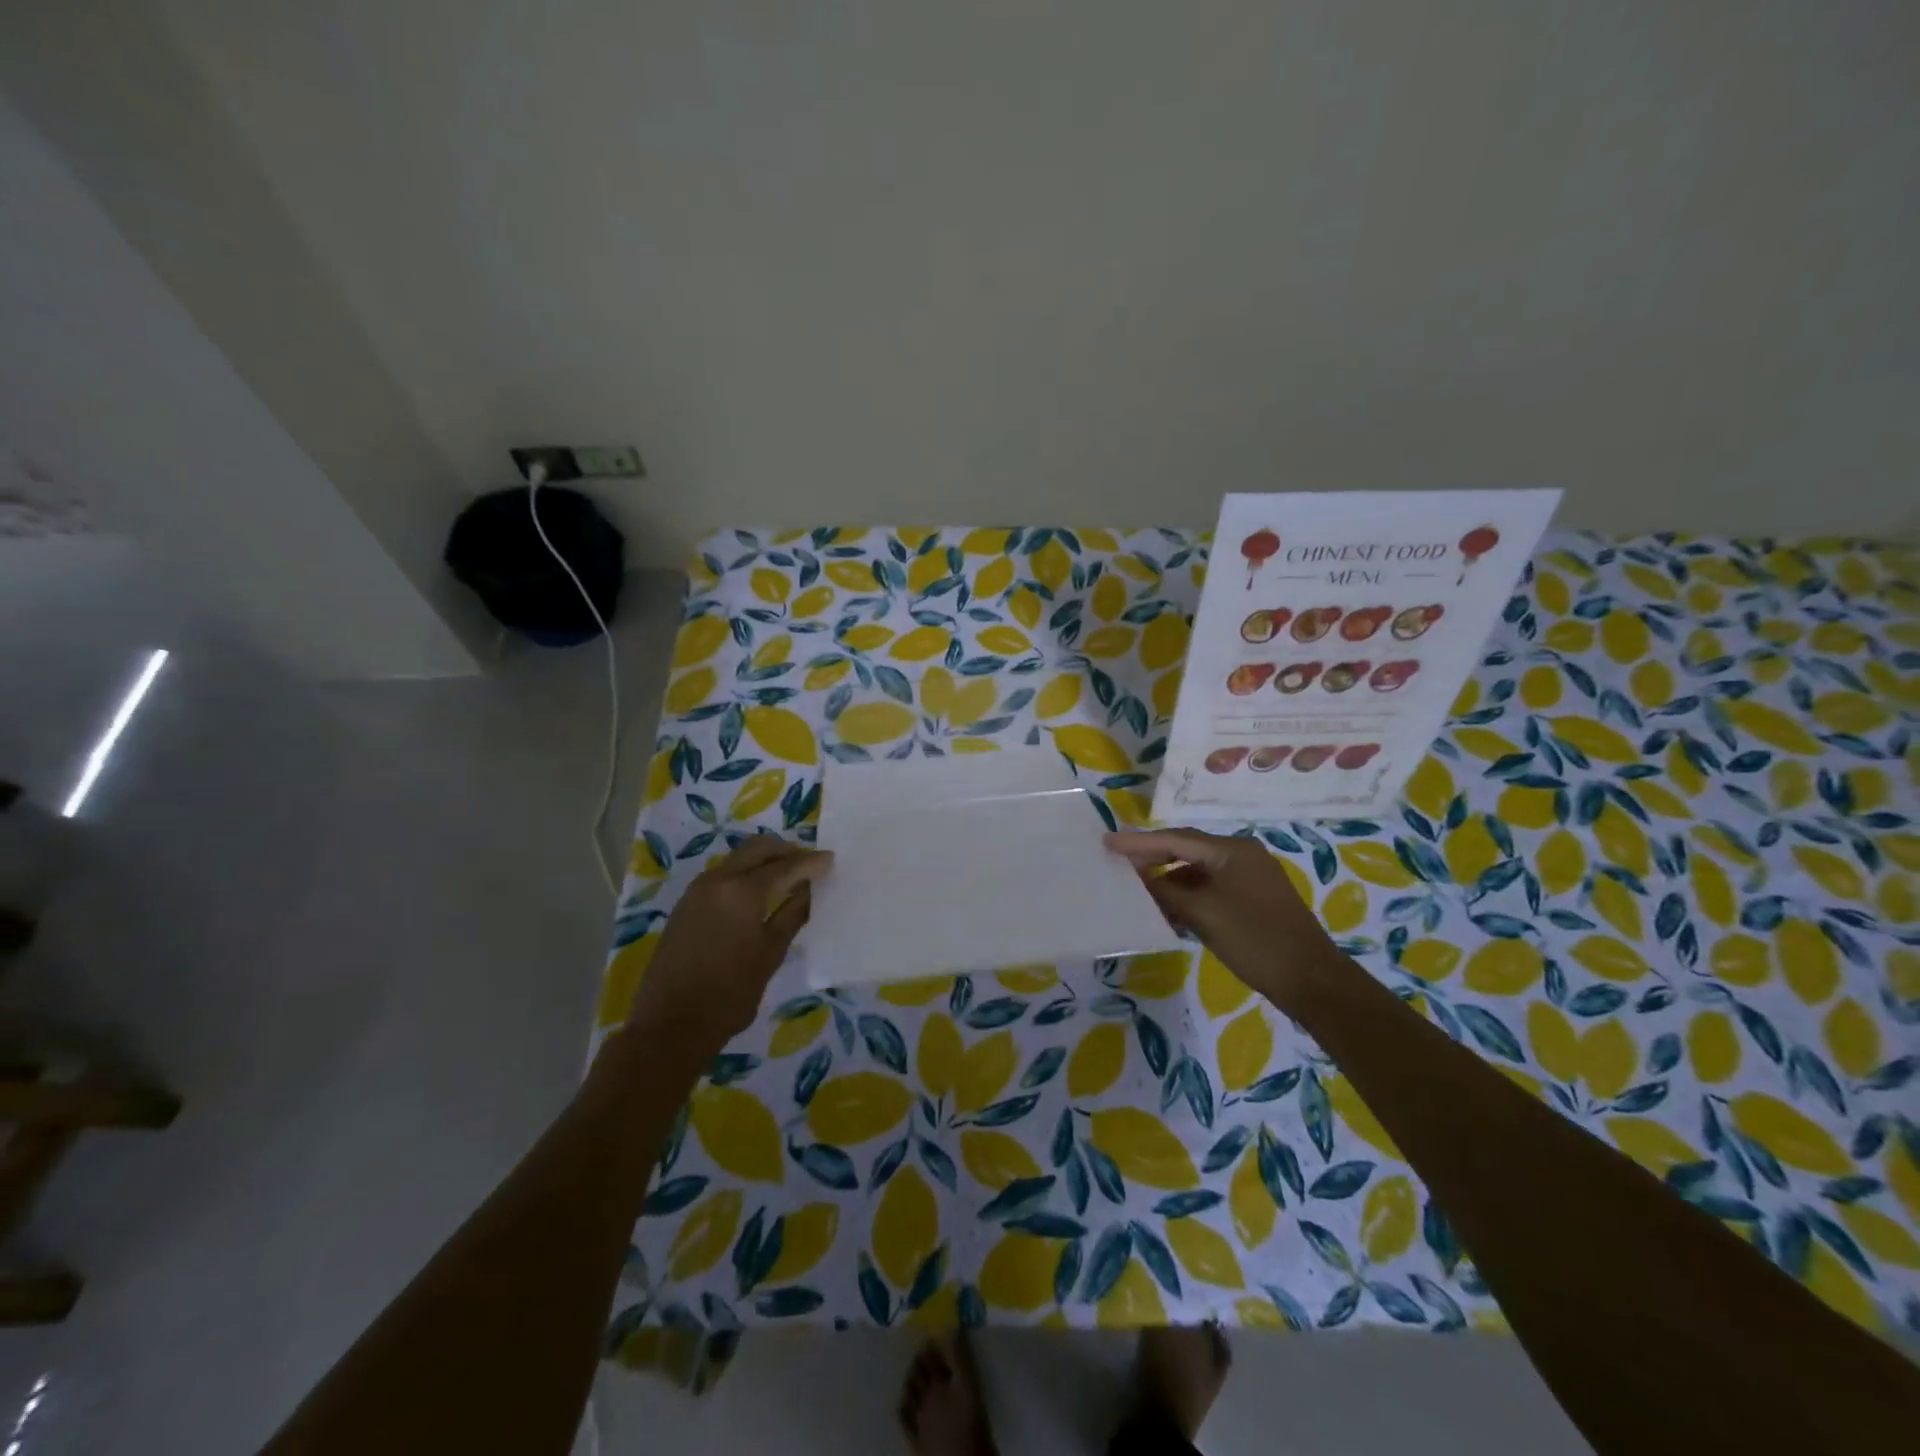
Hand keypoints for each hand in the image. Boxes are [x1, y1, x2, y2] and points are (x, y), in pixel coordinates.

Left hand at [626, 835, 831, 1051]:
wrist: (669, 1025)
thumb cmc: (729, 994)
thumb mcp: (770, 955)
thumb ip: (792, 915)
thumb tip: (810, 890)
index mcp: (742, 891)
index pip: (785, 865)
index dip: (811, 862)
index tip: (831, 860)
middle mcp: (718, 880)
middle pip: (758, 849)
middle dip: (786, 851)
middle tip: (810, 864)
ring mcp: (698, 890)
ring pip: (738, 859)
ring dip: (764, 860)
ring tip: (788, 878)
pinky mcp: (686, 904)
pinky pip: (723, 874)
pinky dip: (745, 873)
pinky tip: (758, 895)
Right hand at [1105, 829, 1344, 1010]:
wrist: (1312, 981)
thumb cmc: (1255, 939)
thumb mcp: (1203, 913)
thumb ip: (1166, 891)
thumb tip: (1138, 879)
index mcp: (1232, 850)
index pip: (1176, 839)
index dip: (1139, 842)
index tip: (1107, 842)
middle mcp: (1241, 856)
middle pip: (1186, 851)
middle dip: (1152, 859)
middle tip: (1117, 864)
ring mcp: (1250, 879)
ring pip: (1197, 873)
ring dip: (1169, 883)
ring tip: (1138, 893)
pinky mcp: (1253, 902)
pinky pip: (1210, 890)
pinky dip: (1187, 898)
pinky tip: (1168, 912)